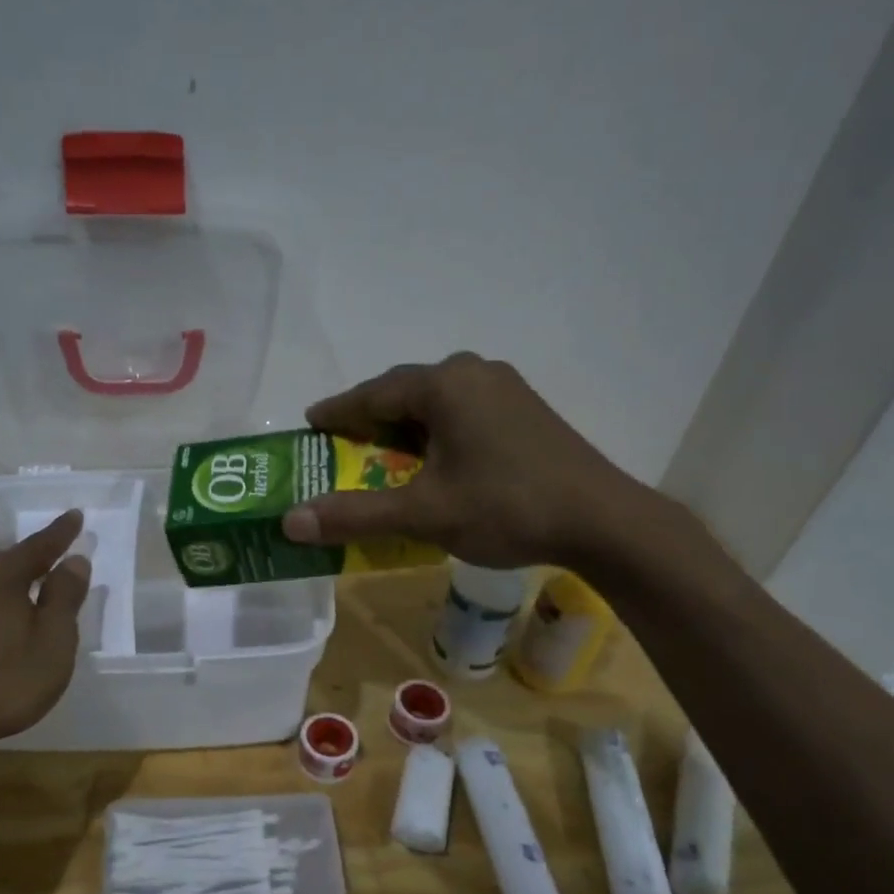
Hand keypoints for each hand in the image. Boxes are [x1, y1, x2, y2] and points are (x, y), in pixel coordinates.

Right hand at [280, 353, 652, 568]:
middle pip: (404, 392)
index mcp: (444, 385)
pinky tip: (434, 459)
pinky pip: (463, 411)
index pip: (373, 393)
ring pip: (436, 402)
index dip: (337, 412)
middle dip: (370, 418)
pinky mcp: (525, 409)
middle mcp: (473, 372)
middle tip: (341, 444)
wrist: (602, 521)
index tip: (311, 423)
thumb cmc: (506, 508)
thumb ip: (355, 514)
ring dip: (405, 426)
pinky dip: (436, 431)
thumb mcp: (423, 514)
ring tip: (381, 453)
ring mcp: (505, 388)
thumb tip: (290, 521)